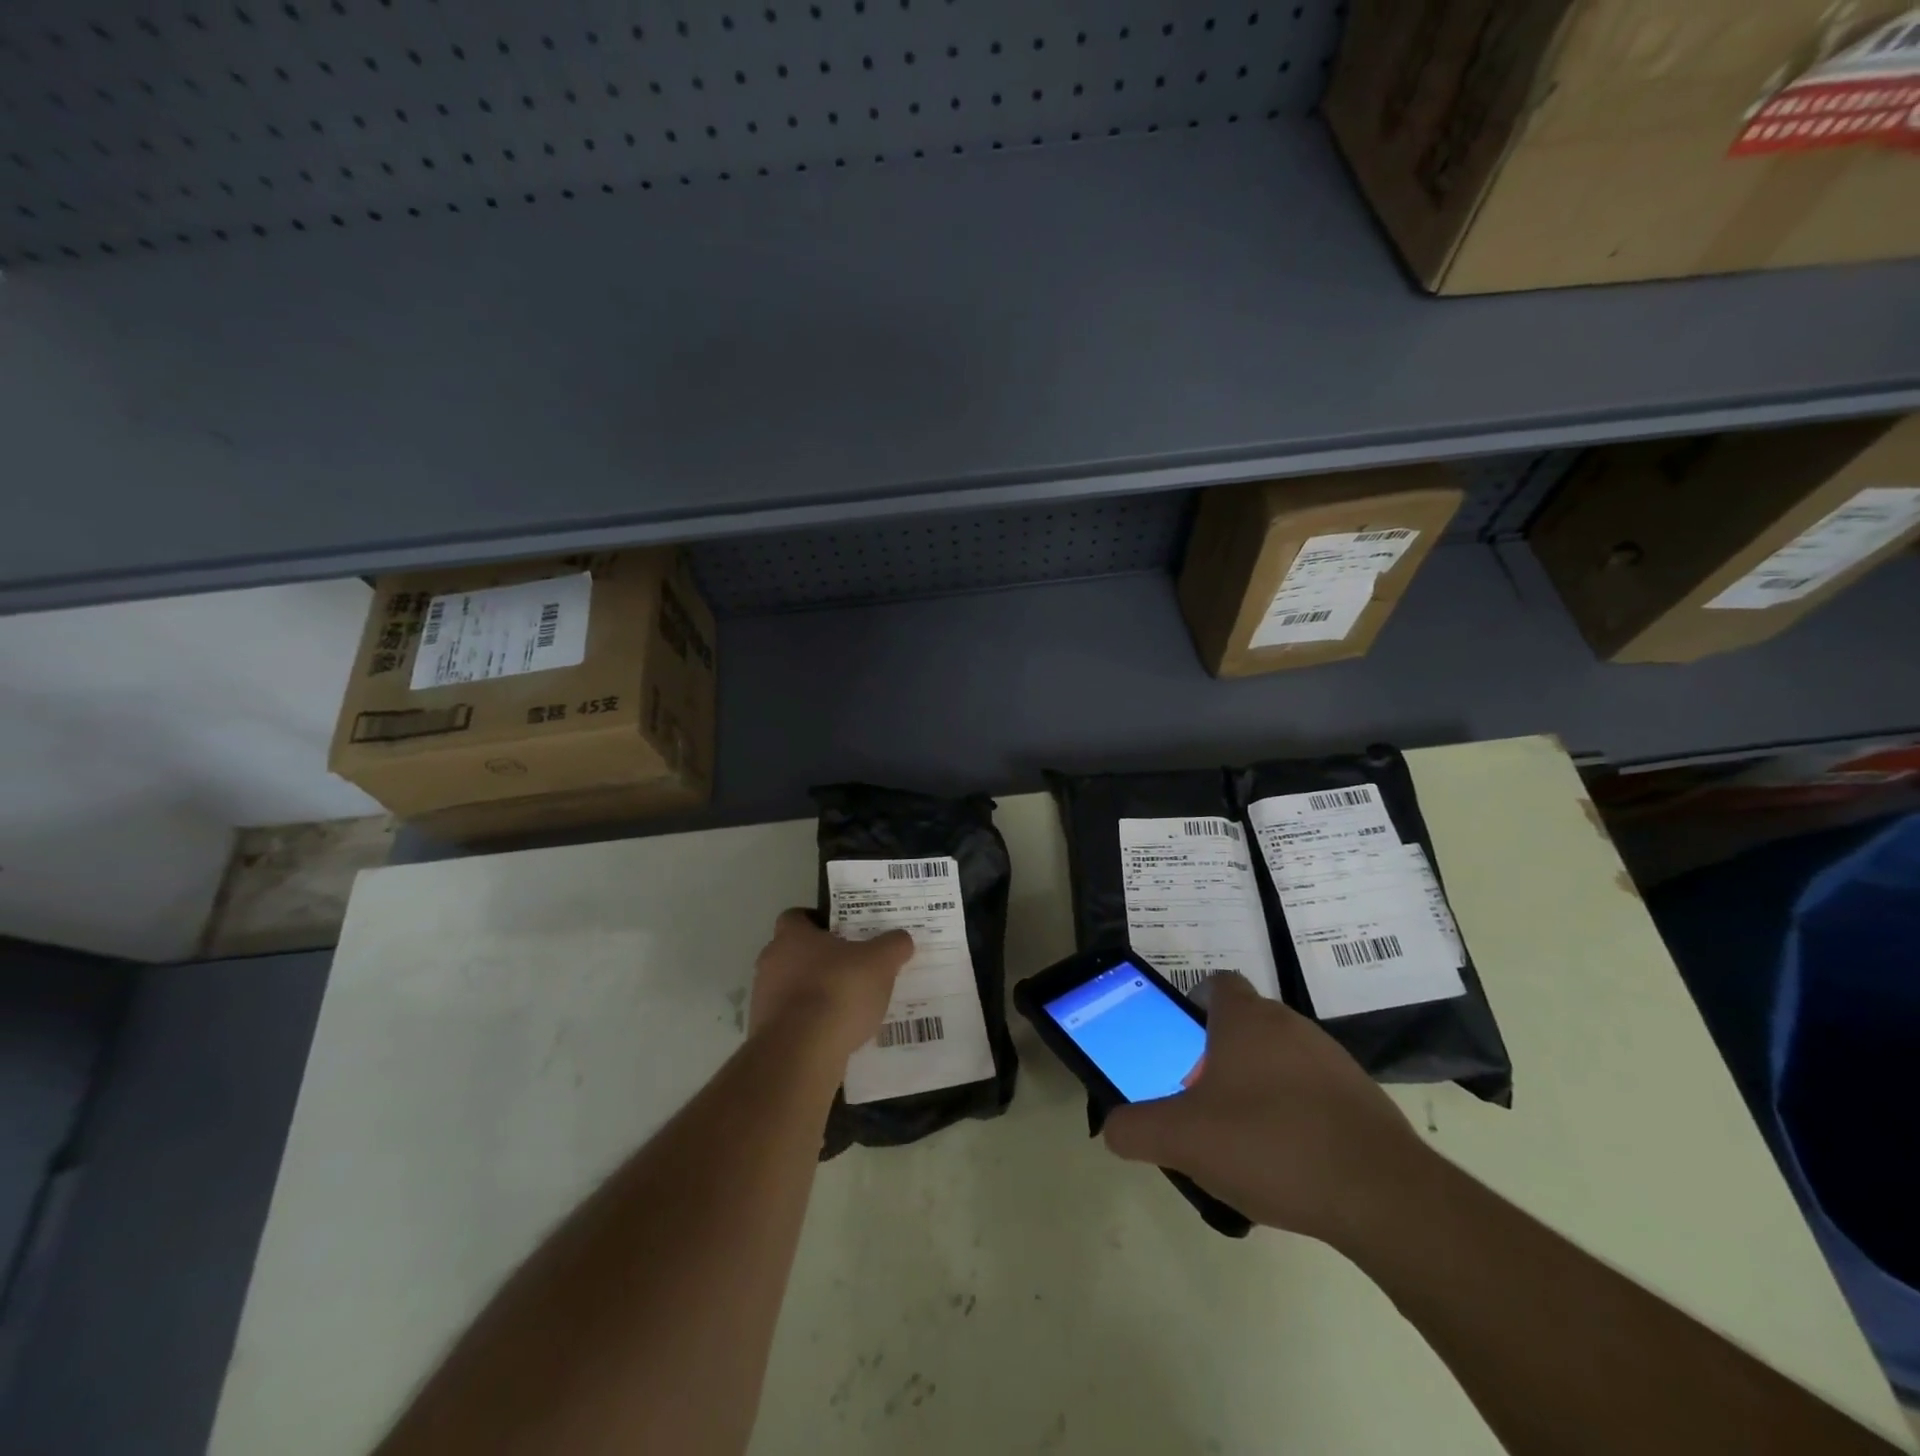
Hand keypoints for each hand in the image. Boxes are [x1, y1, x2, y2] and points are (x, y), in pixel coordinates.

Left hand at [750, 909, 912, 1064]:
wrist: (801, 1053)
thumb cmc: (838, 991)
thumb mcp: (880, 962)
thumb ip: (893, 946)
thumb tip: (901, 939)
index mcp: (791, 936)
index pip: (797, 916)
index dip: (819, 921)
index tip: (843, 933)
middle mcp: (771, 962)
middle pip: (795, 953)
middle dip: (821, 960)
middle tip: (853, 968)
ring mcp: (763, 999)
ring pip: (792, 987)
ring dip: (815, 993)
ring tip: (849, 1005)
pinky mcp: (766, 1033)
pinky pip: (791, 1020)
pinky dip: (810, 1023)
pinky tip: (836, 1033)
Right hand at [1101, 974, 1432, 1243]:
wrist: (1382, 1195)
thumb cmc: (1270, 1144)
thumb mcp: (1182, 1139)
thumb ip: (1135, 1129)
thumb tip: (1113, 1128)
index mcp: (1245, 1019)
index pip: (1217, 985)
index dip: (1195, 1007)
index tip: (1183, 1047)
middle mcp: (1290, 1025)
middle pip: (1246, 1025)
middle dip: (1222, 1056)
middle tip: (1204, 1102)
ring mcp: (1332, 1059)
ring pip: (1281, 1059)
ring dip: (1260, 1086)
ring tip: (1246, 1139)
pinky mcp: (1363, 1098)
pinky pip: (1315, 1093)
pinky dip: (1297, 1114)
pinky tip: (1290, 1161)